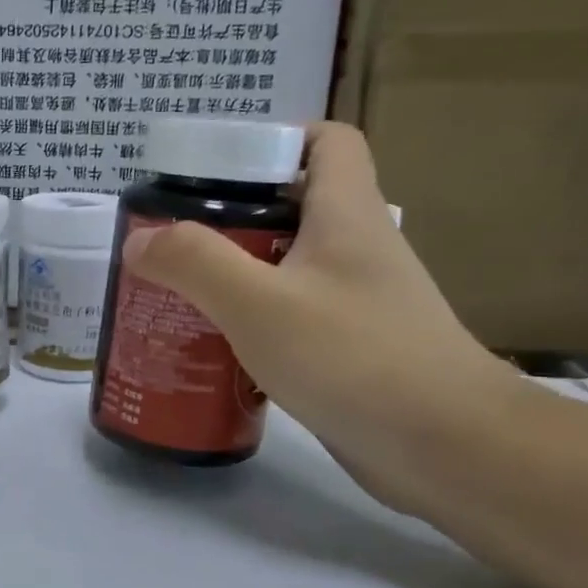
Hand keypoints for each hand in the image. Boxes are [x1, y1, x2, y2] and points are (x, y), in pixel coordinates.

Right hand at [119, 123, 522, 514]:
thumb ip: (194, 263)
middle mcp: (357, 247)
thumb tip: (139, 240)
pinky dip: (252, 319)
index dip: (276, 138)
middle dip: (230, 216)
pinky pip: (292, 314)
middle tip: (174, 238)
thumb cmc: (355, 359)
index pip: (327, 141)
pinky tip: (214, 344)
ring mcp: (357, 300)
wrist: (449, 449)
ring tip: (178, 290)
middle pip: (293, 205)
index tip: (217, 167)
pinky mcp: (351, 347)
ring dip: (235, 272)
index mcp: (347, 213)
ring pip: (288, 264)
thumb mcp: (259, 304)